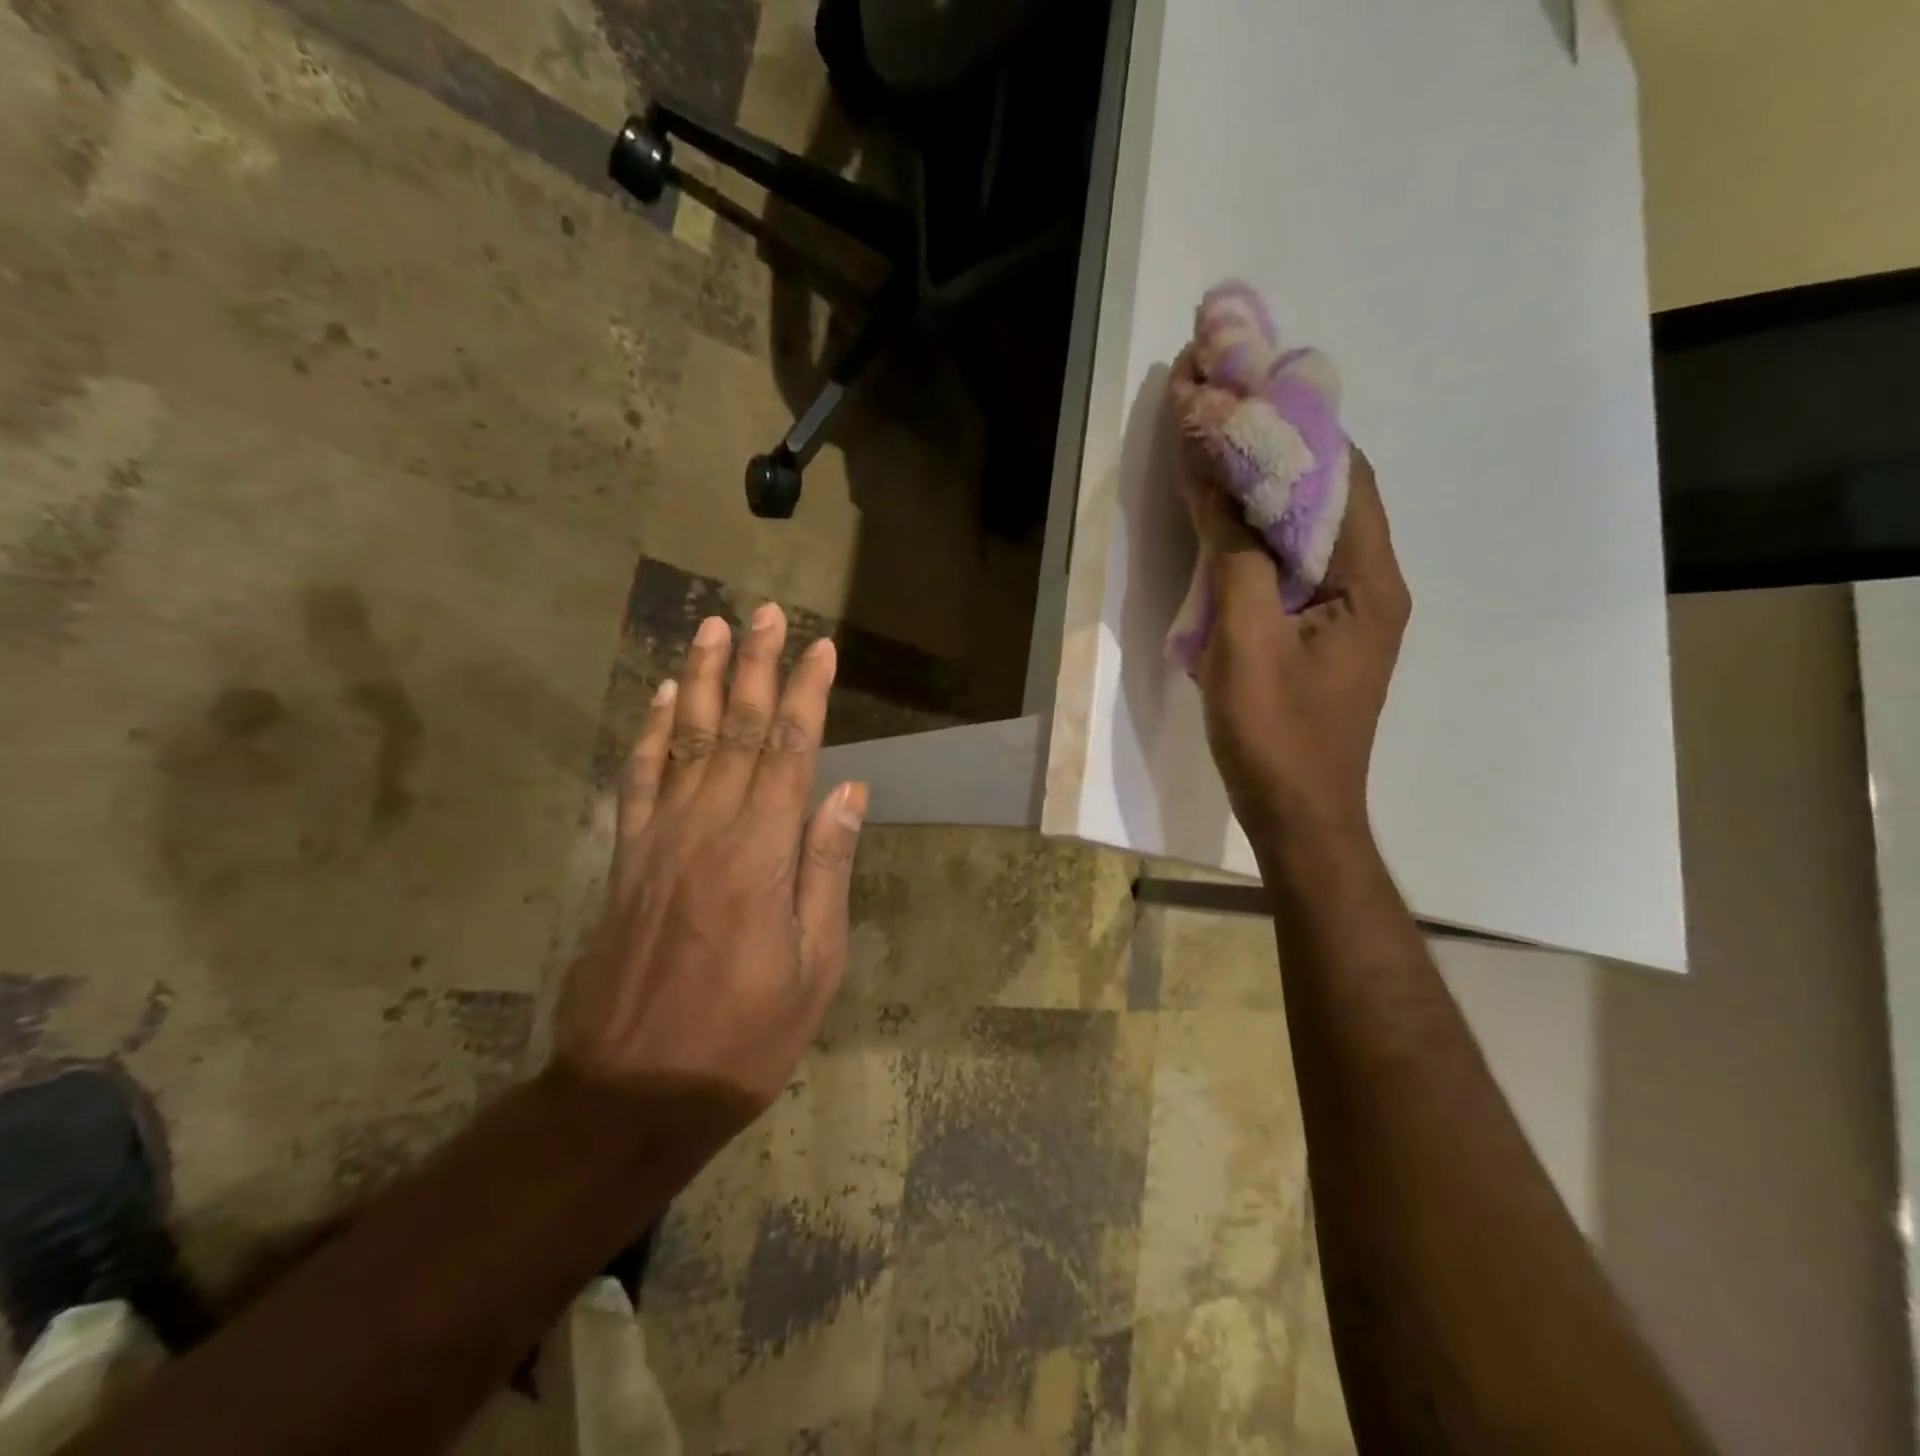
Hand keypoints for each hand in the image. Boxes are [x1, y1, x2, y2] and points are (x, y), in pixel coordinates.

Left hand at [550, 606, 865, 1141]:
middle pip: (737, 730)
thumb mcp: (815, 965)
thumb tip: (848, 791)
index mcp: (762, 855)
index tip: (820, 648)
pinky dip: (651, 733)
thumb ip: (826, 868)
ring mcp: (660, 840)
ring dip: (702, 680)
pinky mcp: (628, 860)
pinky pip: (639, 781)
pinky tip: (664, 700)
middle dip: (756, 666)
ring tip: (711, 629)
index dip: (807, 694)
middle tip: (764, 613)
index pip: (790, 752)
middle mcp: (708, 830)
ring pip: (685, 741)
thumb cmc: (745, 1037)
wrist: (634, 1092)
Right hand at [1186, 444, 1411, 849]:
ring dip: (1268, 487)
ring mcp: (1350, 612)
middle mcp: (1372, 584)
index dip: (1293, 427)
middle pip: (1330, 494)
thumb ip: (1234, 555)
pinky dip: (1262, 531)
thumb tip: (1215, 476)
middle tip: (1225, 408)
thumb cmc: (1276, 733)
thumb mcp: (1245, 640)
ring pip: (1311, 528)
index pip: (1340, 475)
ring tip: (1219, 448)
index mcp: (1369, 580)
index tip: (1243, 388)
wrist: (1298, 817)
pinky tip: (1228, 518)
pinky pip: (1296, 563)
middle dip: (1279, 447)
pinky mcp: (1323, 633)